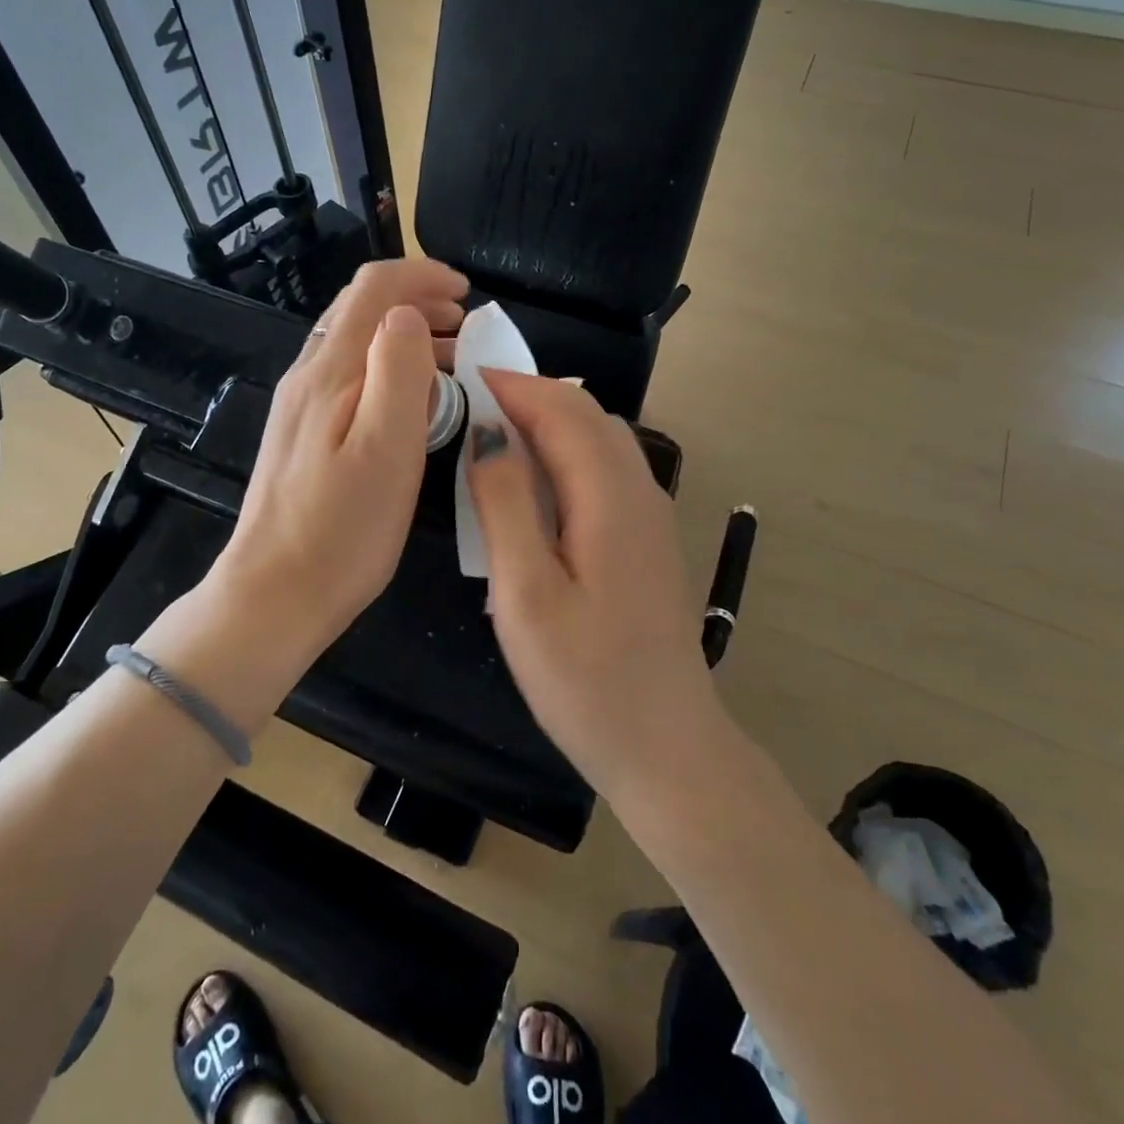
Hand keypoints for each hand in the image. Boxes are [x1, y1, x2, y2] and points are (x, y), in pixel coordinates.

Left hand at [207, 258, 467, 650]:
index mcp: (330, 372)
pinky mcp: (302, 435)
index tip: (467, 294)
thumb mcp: (386, 449)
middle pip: (360, 309)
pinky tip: (412, 403)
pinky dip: (387, 368)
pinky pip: (348, 377)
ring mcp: (300, 406)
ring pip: (354, 343)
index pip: (373, 288)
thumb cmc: (341, 531)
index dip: (422, 275)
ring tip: (453, 361)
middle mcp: (308, 376)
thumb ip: (398, 371)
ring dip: (405, 336)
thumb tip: (407, 313)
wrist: (273, 596)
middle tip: (467, 329)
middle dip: (417, 301)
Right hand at [467, 371, 728, 800]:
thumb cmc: (586, 679)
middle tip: (468, 403)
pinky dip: (565, 452)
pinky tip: (534, 482)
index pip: (561, 409)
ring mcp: (650, 515)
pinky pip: (605, 470)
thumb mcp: (525, 593)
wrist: (665, 747)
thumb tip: (488, 435)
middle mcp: (640, 491)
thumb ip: (506, 504)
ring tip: (492, 433)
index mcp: (610, 496)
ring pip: (599, 439)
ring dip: (548, 421)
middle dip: (528, 394)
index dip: (510, 385)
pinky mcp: (647, 539)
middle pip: (586, 414)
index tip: (458, 377)